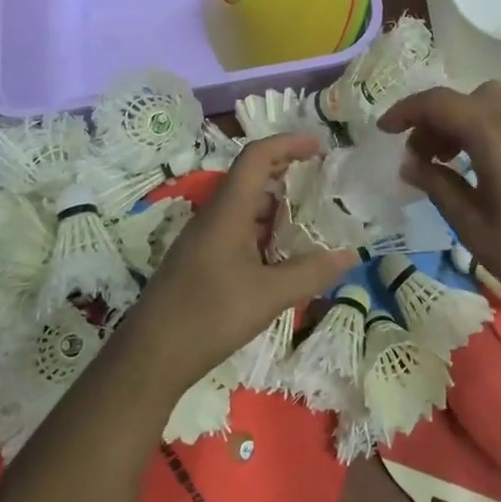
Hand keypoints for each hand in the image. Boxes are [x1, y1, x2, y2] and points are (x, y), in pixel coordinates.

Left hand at [123, 134, 356, 395]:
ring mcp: (205, 239)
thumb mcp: (268, 296)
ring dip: (277, 207)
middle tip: (322, 182)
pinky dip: (264, 232)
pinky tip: (283, 256)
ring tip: (311, 220)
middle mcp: (214, 217)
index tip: (320, 148)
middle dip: (287, 173)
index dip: (288, 144)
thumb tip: (351, 255)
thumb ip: (311, 273)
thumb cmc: (208, 316)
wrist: (149, 357)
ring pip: (245, 207)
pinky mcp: (201, 261)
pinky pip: (237, 231)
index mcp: (227, 211)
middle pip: (251, 178)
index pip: (256, 157)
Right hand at [379, 82, 500, 336]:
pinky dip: (489, 131)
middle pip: (468, 97)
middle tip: (421, 156)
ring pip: (494, 105)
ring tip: (450, 165)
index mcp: (495, 133)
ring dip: (464, 123)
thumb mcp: (474, 228)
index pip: (439, 102)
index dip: (405, 111)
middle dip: (437, 118)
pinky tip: (486, 173)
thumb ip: (439, 187)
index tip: (383, 132)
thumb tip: (412, 163)